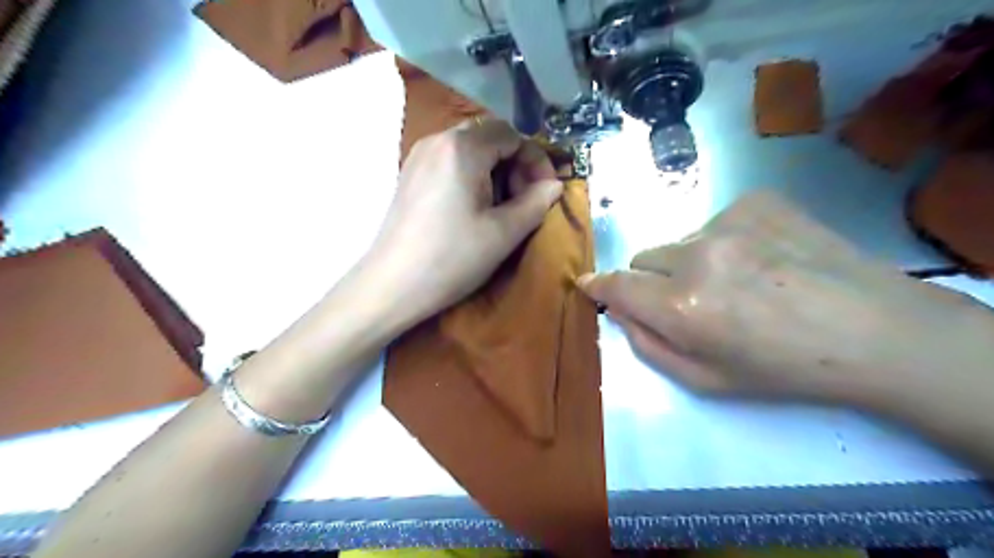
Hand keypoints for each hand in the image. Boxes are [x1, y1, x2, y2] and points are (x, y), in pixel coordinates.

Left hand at [365, 117, 565, 325]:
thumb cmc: (452, 258)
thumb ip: (536, 203)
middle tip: (524, 202)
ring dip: (495, 173)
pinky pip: (450, 163)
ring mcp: (419, 157)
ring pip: (470, 151)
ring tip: (500, 209)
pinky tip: (473, 209)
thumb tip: (554, 186)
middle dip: (515, 166)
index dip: (535, 161)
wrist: (392, 285)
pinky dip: (472, 178)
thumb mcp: (504, 233)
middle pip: (490, 138)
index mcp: (462, 147)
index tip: (545, 192)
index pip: (512, 135)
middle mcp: (437, 140)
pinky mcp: (410, 175)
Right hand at [576, 190, 985, 405]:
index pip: (617, 285)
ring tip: (739, 281)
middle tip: (691, 300)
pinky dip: (724, 241)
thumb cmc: (784, 368)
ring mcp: (729, 221)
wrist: (875, 330)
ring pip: (679, 240)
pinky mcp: (756, 201)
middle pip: (643, 257)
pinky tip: (763, 259)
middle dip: (653, 280)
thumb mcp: (706, 381)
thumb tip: (620, 312)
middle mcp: (697, 256)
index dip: (598, 285)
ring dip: (691, 261)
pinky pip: (715, 222)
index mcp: (683, 307)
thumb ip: (649, 345)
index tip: (588, 284)